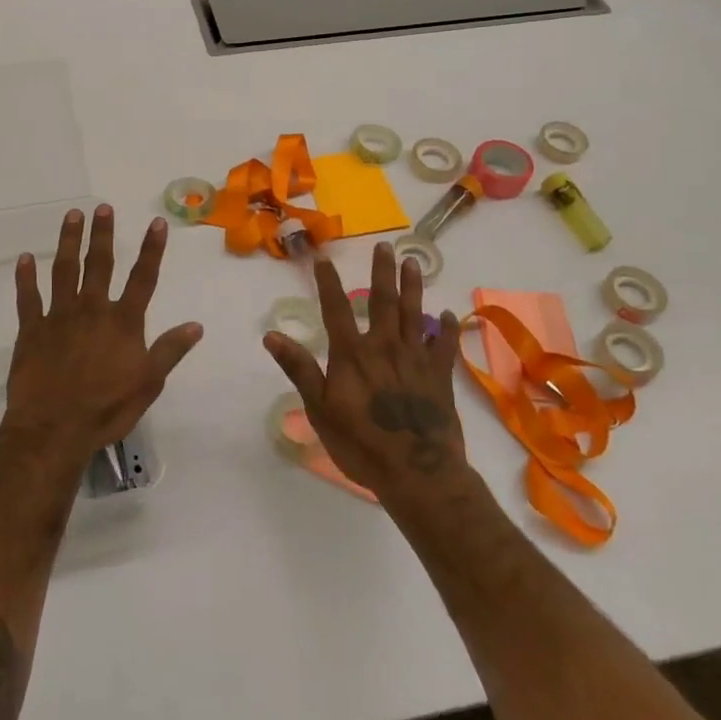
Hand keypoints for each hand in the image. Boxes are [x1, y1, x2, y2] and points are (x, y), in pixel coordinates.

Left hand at [2, 206, 202, 466]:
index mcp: (123, 322)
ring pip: (64, 270)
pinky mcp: (31, 330)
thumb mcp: (149, 384)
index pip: (143, 278)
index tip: (156, 222)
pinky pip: (28, 297)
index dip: (152, 249)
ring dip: (68, 241)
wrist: (53, 430)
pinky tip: (24, 258)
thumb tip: (196, 325)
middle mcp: (92, 310)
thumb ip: (170, 351)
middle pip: (99, 264)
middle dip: (102, 234)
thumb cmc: (106, 409)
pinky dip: (25, 277)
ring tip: (71, 216)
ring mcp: (59, 317)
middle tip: (102, 208)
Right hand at [263, 243, 473, 510]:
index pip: (336, 309)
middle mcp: (385, 347)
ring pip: (416, 314)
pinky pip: (445, 346)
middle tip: (386, 246)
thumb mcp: (320, 409)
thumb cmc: (361, 444)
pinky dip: (447, 329)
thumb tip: (271, 335)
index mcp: (353, 354)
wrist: (417, 473)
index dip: (328, 283)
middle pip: (384, 301)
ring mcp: (416, 359)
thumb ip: (300, 369)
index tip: (324, 258)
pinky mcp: (440, 377)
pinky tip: (449, 315)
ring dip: (413, 287)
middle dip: (383, 272)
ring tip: (413, 262)